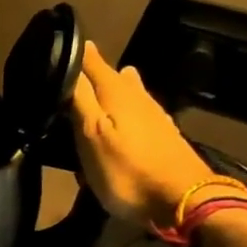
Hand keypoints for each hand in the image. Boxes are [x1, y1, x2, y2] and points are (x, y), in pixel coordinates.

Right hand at [69, 42, 217, 227]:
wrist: (182, 202)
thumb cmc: (127, 170)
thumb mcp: (92, 135)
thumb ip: (80, 99)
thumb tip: (71, 59)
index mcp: (117, 94)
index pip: (93, 63)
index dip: (77, 54)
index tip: (63, 45)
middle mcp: (138, 99)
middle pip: (113, 77)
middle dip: (96, 72)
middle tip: (77, 70)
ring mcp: (155, 118)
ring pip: (131, 93)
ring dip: (115, 89)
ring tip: (102, 86)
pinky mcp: (164, 138)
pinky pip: (140, 113)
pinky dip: (127, 110)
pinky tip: (127, 119)